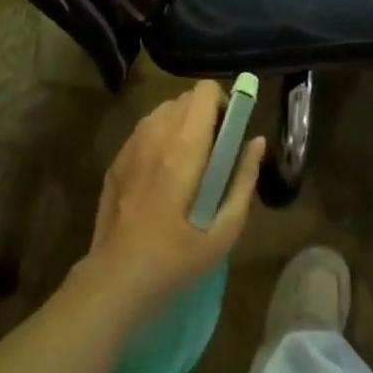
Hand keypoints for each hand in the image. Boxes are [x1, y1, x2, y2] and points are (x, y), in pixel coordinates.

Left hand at [80, 81, 265, 322]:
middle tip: (211, 152)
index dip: (222, 103)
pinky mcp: (116, 159)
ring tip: (186, 164)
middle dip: (204, 114)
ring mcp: (132, 144)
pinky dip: (159, 139)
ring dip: (180, 124)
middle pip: (186, 97)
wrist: (115, 281)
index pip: (205, 91)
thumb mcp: (223, 231)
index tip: (228, 131)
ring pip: (164, 111)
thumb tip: (257, 142)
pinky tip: (160, 178)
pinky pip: (145, 130)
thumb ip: (244, 180)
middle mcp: (157, 133)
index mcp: (185, 145)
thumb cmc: (175, 259)